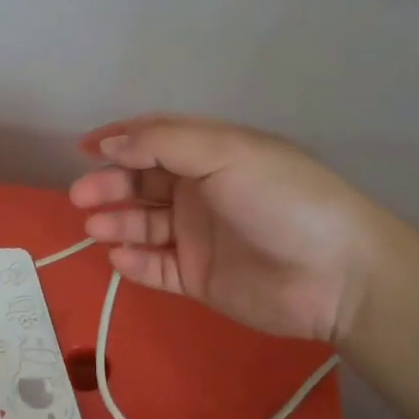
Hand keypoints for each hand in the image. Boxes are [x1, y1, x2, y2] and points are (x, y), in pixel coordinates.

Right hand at [69, 115, 383, 342]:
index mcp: (211, 154)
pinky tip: (120, 258)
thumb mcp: (225, 153)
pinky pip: (156, 267)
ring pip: (143, 225)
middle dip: (110, 185)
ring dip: (116, 222)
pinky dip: (135, 263)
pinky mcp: (199, 277)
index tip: (83, 149)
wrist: (336, 275)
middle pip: (142, 183)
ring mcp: (198, 236)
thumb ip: (162, 144)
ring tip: (96, 227)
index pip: (155, 140)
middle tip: (82, 196)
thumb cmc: (281, 199)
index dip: (119, 140)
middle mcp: (201, 191)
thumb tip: (108, 142)